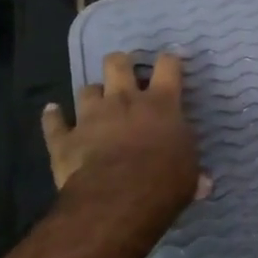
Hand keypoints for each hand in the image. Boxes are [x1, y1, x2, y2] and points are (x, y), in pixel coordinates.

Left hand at [41, 52, 207, 209]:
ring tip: (95, 101)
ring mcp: (91, 116)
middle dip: (121, 63)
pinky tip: (52, 113)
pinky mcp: (65, 138)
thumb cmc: (163, 181)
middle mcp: (124, 101)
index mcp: (161, 104)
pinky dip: (53, 117)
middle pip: (118, 64)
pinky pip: (54, 122)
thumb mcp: (189, 176)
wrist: (117, 197)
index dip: (169, 60)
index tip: (170, 61)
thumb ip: (193, 173)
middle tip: (125, 71)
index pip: (168, 67)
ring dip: (92, 94)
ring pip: (86, 89)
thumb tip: (205, 183)